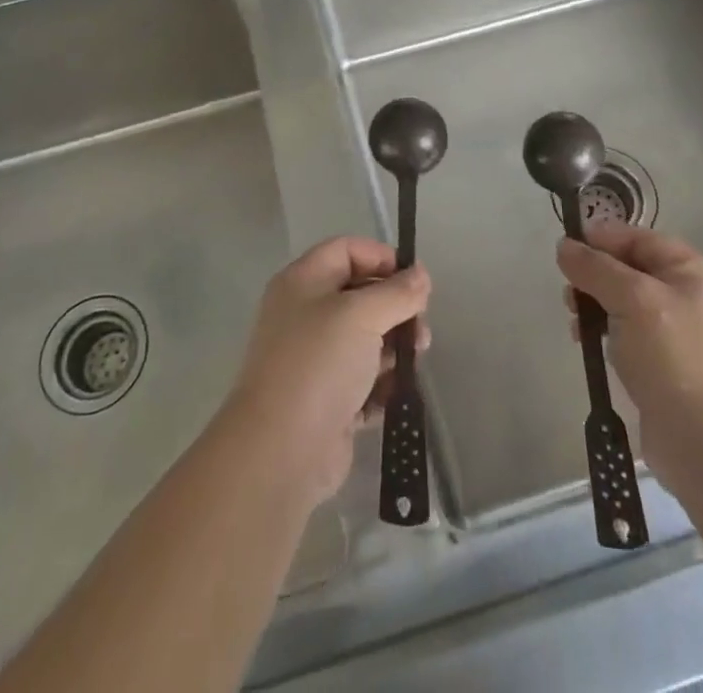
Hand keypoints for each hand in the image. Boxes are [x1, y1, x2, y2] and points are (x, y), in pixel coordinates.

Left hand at [225, 237, 430, 505]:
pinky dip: (381, 384)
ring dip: (393, 347)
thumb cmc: (319, 364)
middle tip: (421, 328)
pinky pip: (362, 381)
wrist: (281, 451)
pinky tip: (397, 393)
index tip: (415, 282)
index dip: (381, 258)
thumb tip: (420, 275)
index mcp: (303, 282)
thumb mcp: (362, 315)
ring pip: (364, 340)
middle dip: (395, 307)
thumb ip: (397, 292)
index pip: (347, 251)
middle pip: (359, 295)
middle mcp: (305, 314)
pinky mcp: (326, 400)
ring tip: (414, 361)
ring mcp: (314, 359)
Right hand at [557, 223, 702, 484]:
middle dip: (594, 277)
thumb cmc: (676, 359)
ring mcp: (679, 333)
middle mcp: (690, 296)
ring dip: (595, 307)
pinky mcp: (666, 366)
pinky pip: (627, 334)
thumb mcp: (633, 300)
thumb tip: (564, 246)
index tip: (564, 253)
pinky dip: (605, 334)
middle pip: (629, 269)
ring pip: (624, 303)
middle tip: (570, 297)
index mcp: (693, 271)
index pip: (638, 238)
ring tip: (576, 327)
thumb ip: (595, 268)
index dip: (600, 240)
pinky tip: (588, 346)